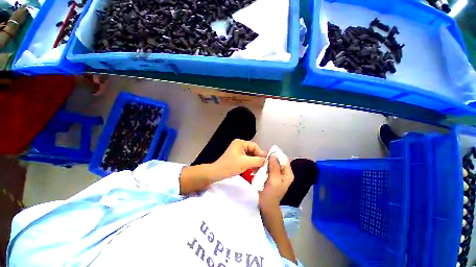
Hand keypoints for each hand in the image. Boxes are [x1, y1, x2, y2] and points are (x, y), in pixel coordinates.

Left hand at [211, 139, 266, 181]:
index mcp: (240, 143)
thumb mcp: (246, 163)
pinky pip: (247, 159)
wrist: (217, 173)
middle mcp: (239, 145)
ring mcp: (238, 151)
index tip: (267, 162)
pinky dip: (251, 164)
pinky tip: (254, 170)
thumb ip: (258, 161)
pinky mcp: (237, 157)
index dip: (261, 154)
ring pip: (250, 156)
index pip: (255, 146)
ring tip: (260, 169)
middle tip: (264, 166)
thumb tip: (267, 160)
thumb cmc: (230, 166)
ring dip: (255, 162)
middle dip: (258, 159)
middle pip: (253, 151)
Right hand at [259, 155, 293, 212]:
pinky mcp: (270, 175)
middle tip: (262, 155)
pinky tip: (258, 164)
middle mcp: (283, 172)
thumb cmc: (271, 194)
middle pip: (278, 161)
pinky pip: (267, 167)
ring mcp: (276, 174)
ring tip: (259, 158)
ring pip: (272, 163)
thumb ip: (274, 167)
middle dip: (270, 157)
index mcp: (287, 174)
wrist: (265, 205)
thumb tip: (273, 154)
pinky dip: (263, 165)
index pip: (284, 160)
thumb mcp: (274, 180)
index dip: (277, 154)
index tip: (268, 151)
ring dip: (266, 161)